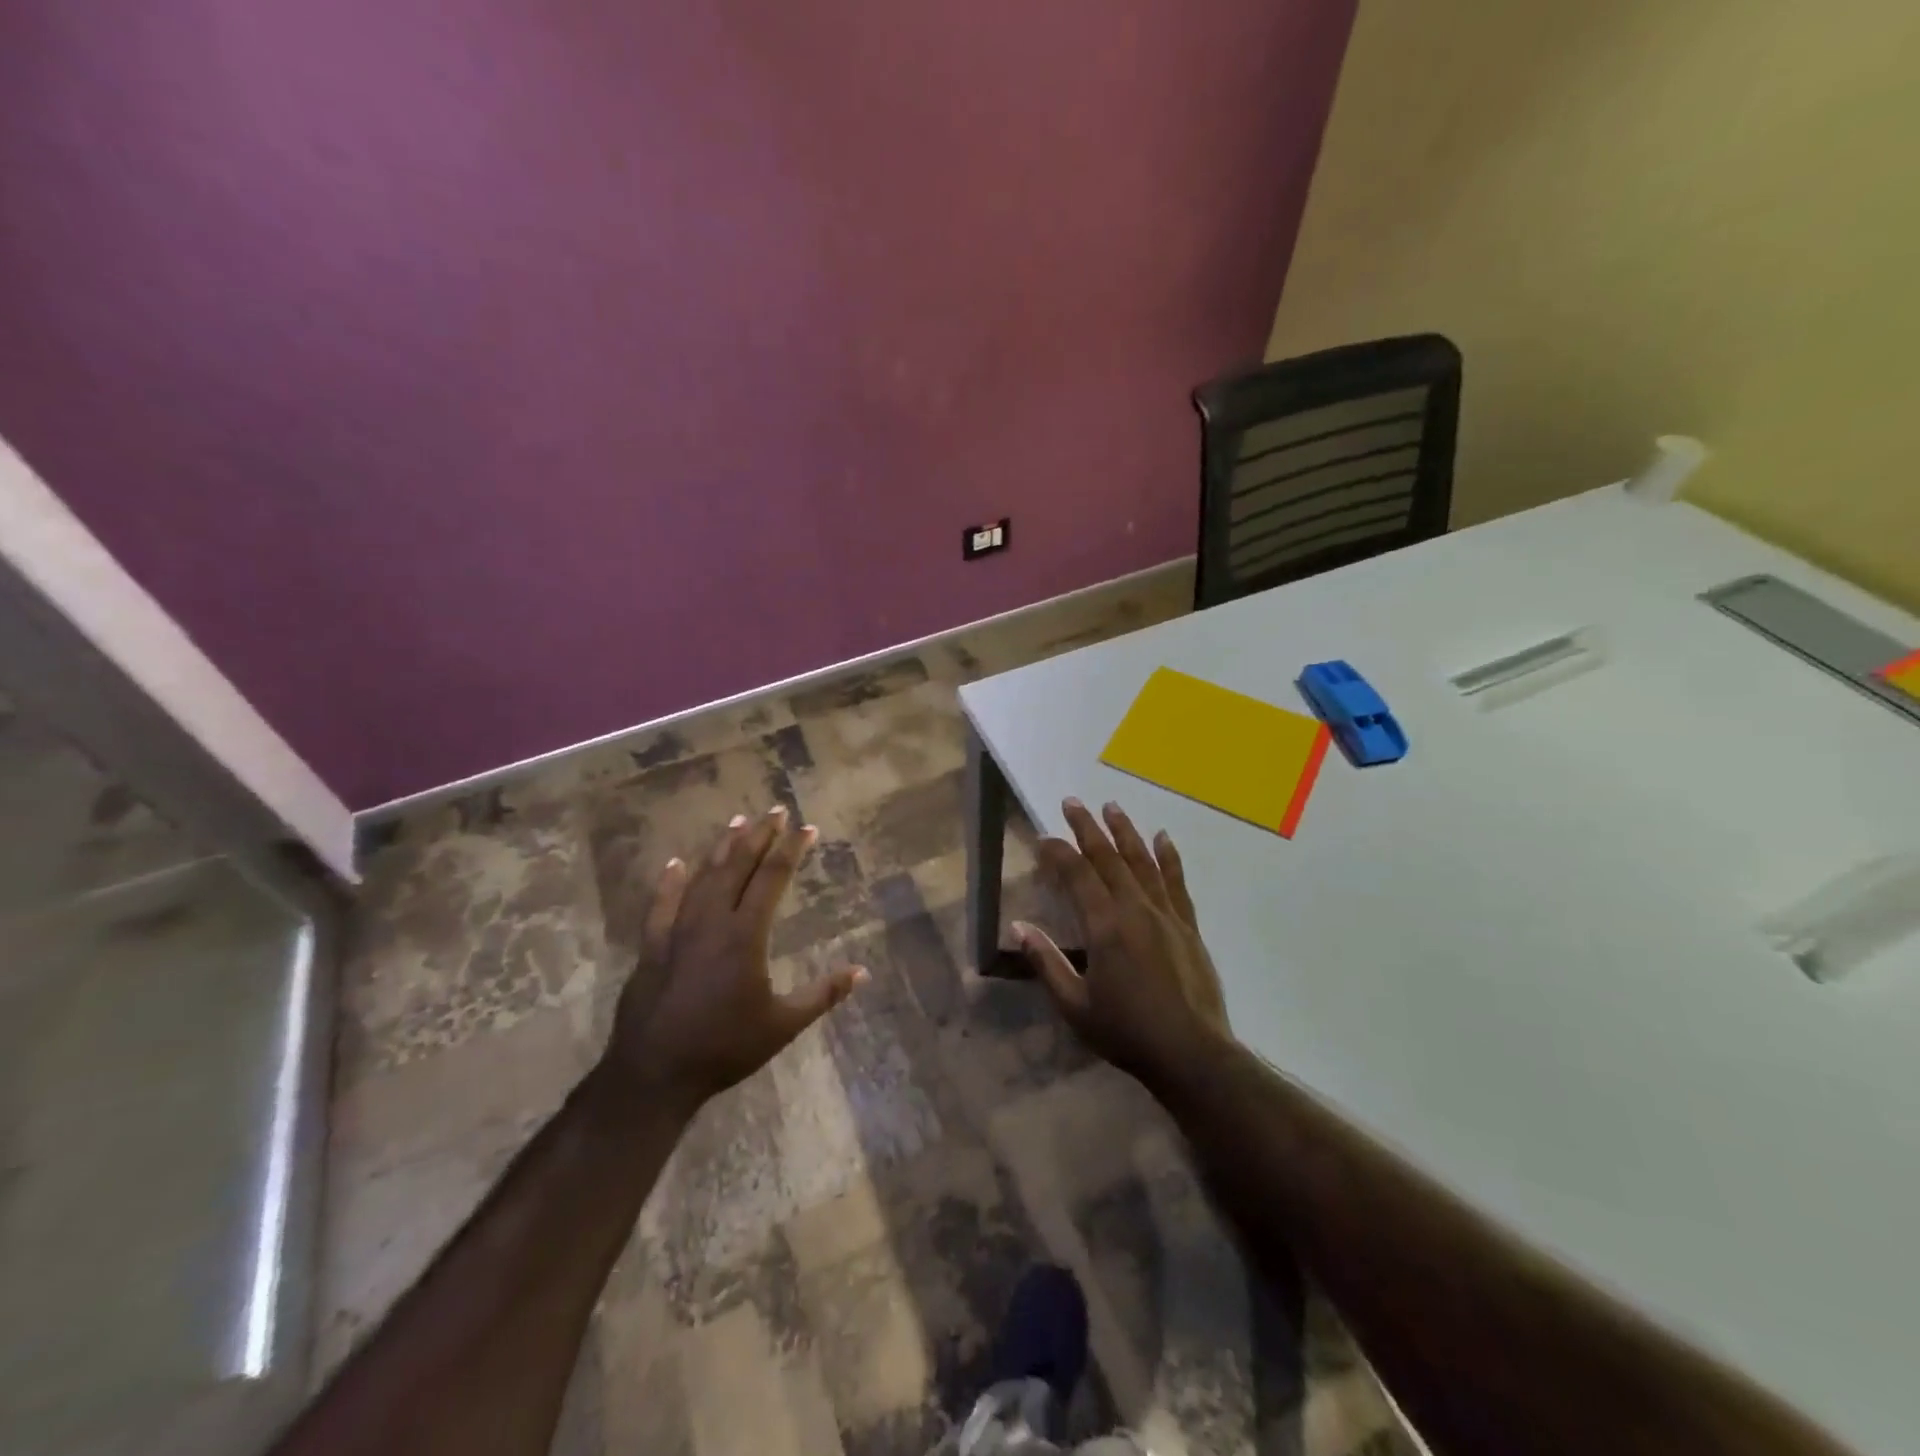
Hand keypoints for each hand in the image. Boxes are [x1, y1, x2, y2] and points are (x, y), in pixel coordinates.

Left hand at [600, 805, 866, 1115]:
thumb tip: (861, 973)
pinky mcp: (652, 946)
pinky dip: (670, 881)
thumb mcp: (783, 1025)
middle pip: (737, 866)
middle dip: (759, 836)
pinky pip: (661, 904)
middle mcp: (712, 921)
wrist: (654, 1073)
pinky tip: (675, 863)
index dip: (791, 850)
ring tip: (738, 822)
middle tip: (775, 810)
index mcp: (745, 935)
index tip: (807, 828)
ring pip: (703, 877)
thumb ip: (822, 994)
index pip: (773, 878)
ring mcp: (677, 930)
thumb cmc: (724, 1047)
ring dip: (722, 848)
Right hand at [1014, 799, 1229, 1089]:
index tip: (1042, 836)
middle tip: (1072, 802)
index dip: (1058, 852)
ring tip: (1112, 807)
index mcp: (1105, 926)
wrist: (1192, 1054)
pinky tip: (1162, 838)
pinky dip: (1168, 857)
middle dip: (1088, 828)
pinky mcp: (1188, 926)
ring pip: (1143, 862)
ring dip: (1125, 832)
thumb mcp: (1074, 1005)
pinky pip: (1176, 882)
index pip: (1077, 875)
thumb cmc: (1126, 1032)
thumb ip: (1046, 962)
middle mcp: (1136, 909)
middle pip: (1109, 858)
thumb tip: (1018, 926)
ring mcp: (1166, 915)